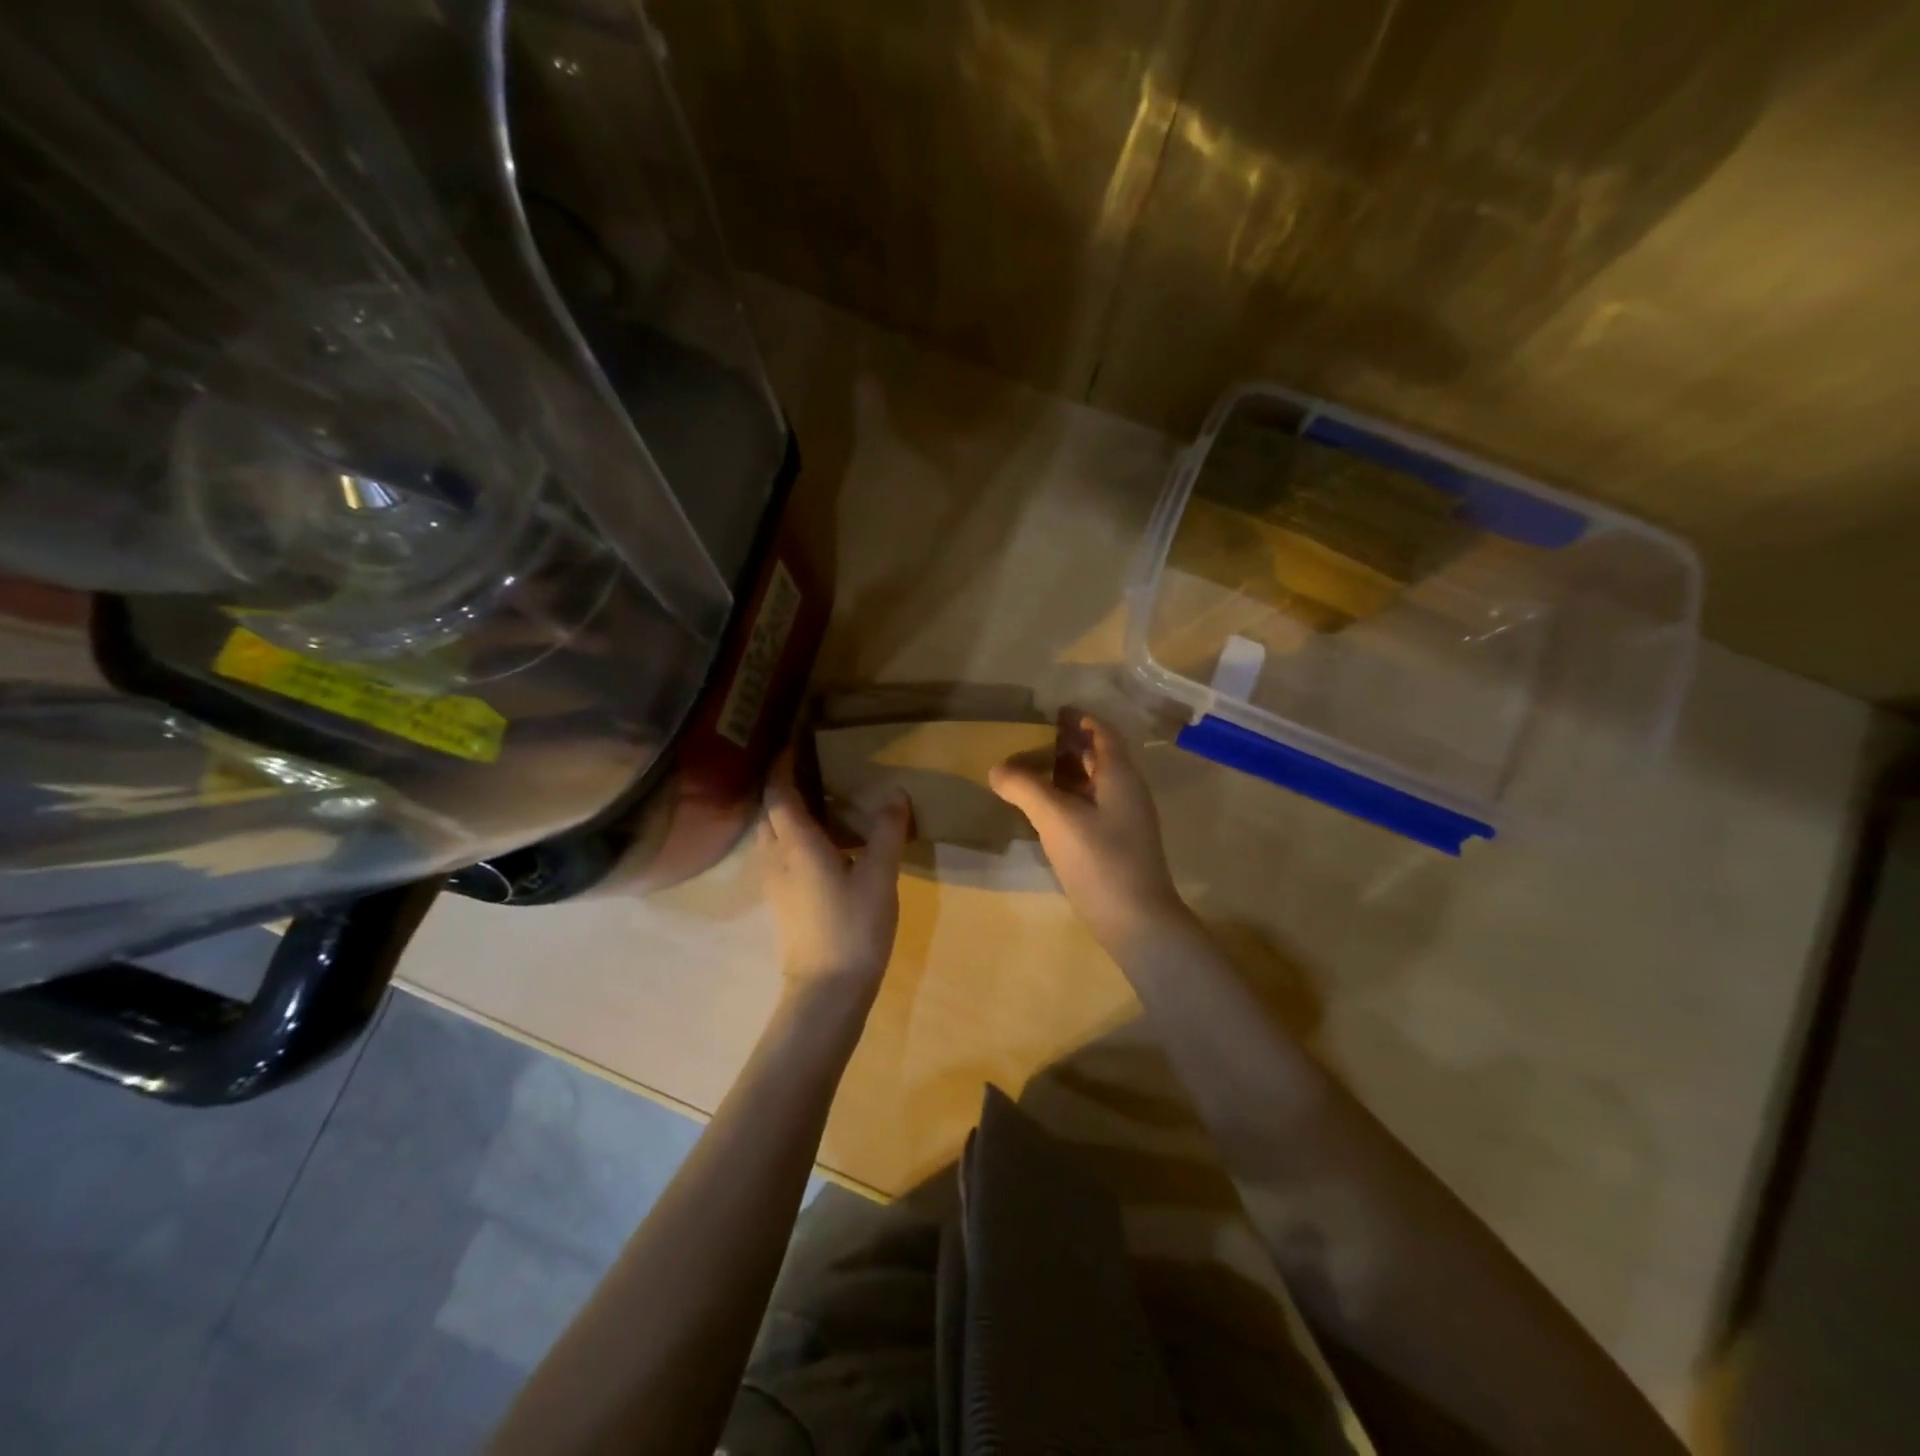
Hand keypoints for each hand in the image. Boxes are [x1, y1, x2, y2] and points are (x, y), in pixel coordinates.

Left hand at [758, 748, 910, 1000]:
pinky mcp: (779, 900)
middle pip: (768, 810)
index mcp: (795, 843)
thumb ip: (887, 831)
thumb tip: (895, 793)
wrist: (826, 990)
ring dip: (786, 812)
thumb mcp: (880, 876)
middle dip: (783, 785)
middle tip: (813, 768)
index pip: (778, 791)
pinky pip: (777, 853)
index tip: (796, 743)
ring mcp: (772, 881)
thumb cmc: (853, 927)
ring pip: (770, 833)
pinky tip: (822, 844)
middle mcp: (774, 856)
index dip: (783, 764)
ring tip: (821, 801)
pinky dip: (792, 836)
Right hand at [989, 713, 1187, 951]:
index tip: (1051, 711)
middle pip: (1098, 757)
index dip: (1080, 719)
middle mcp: (1126, 792)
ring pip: (1093, 784)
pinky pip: (1089, 808)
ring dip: (1065, 773)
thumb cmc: (1101, 860)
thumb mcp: (1057, 819)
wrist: (1137, 922)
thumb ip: (1025, 788)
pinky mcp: (1115, 845)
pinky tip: (1042, 810)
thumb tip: (996, 767)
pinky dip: (1067, 799)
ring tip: (1029, 769)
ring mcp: (1123, 820)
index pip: (1103, 733)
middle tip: (1030, 738)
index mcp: (1120, 776)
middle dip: (1068, 744)